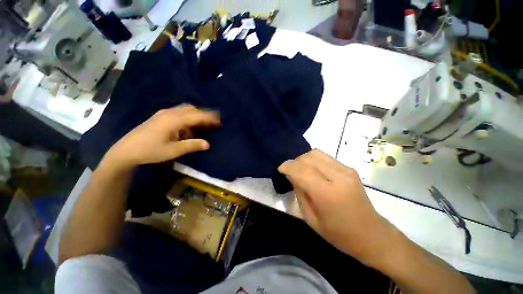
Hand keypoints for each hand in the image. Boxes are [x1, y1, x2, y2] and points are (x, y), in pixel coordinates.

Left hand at [103, 105, 220, 170]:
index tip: (220, 120)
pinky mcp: (161, 116)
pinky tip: (189, 126)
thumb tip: (208, 144)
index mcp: (174, 120)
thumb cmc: (150, 151)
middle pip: (192, 109)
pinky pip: (179, 112)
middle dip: (205, 114)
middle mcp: (170, 113)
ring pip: (185, 109)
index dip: (209, 118)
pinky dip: (188, 116)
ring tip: (204, 123)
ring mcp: (164, 113)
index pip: (196, 116)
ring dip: (196, 114)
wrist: (126, 150)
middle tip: (215, 121)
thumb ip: (191, 145)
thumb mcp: (173, 151)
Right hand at [278, 149, 390, 262]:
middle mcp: (338, 177)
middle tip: (290, 172)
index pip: (302, 170)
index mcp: (327, 194)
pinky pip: (325, 157)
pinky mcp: (349, 168)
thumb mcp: (311, 218)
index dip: (287, 166)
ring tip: (301, 170)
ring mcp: (346, 170)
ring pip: (316, 153)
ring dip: (304, 159)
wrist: (372, 234)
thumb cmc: (339, 234)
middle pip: (308, 157)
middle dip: (295, 162)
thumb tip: (291, 175)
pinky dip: (314, 160)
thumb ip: (300, 192)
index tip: (280, 169)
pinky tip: (313, 171)